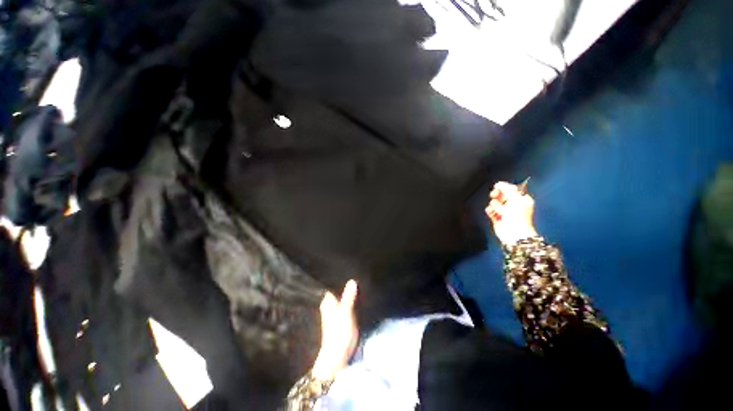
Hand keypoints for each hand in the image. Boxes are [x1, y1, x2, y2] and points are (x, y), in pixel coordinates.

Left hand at [312, 280, 358, 380]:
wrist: (338, 357)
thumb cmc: (339, 333)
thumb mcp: (345, 312)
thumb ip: (348, 297)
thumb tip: (352, 280)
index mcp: (328, 302)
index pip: (333, 285)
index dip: (340, 278)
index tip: (350, 270)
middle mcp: (331, 305)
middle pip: (339, 291)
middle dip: (347, 285)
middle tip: (358, 274)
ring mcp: (337, 312)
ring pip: (345, 298)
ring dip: (351, 293)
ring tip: (361, 282)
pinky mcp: (343, 319)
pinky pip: (349, 305)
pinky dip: (353, 301)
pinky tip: (360, 297)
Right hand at [486, 181, 537, 245]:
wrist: (513, 233)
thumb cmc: (518, 216)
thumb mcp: (515, 199)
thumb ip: (507, 189)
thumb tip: (498, 183)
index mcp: (522, 199)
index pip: (511, 189)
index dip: (504, 187)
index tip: (497, 187)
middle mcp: (513, 204)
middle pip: (501, 195)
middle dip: (497, 196)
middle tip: (494, 196)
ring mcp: (505, 211)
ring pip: (494, 202)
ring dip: (494, 205)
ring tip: (498, 210)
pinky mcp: (497, 217)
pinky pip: (490, 210)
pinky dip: (490, 211)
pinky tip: (492, 213)